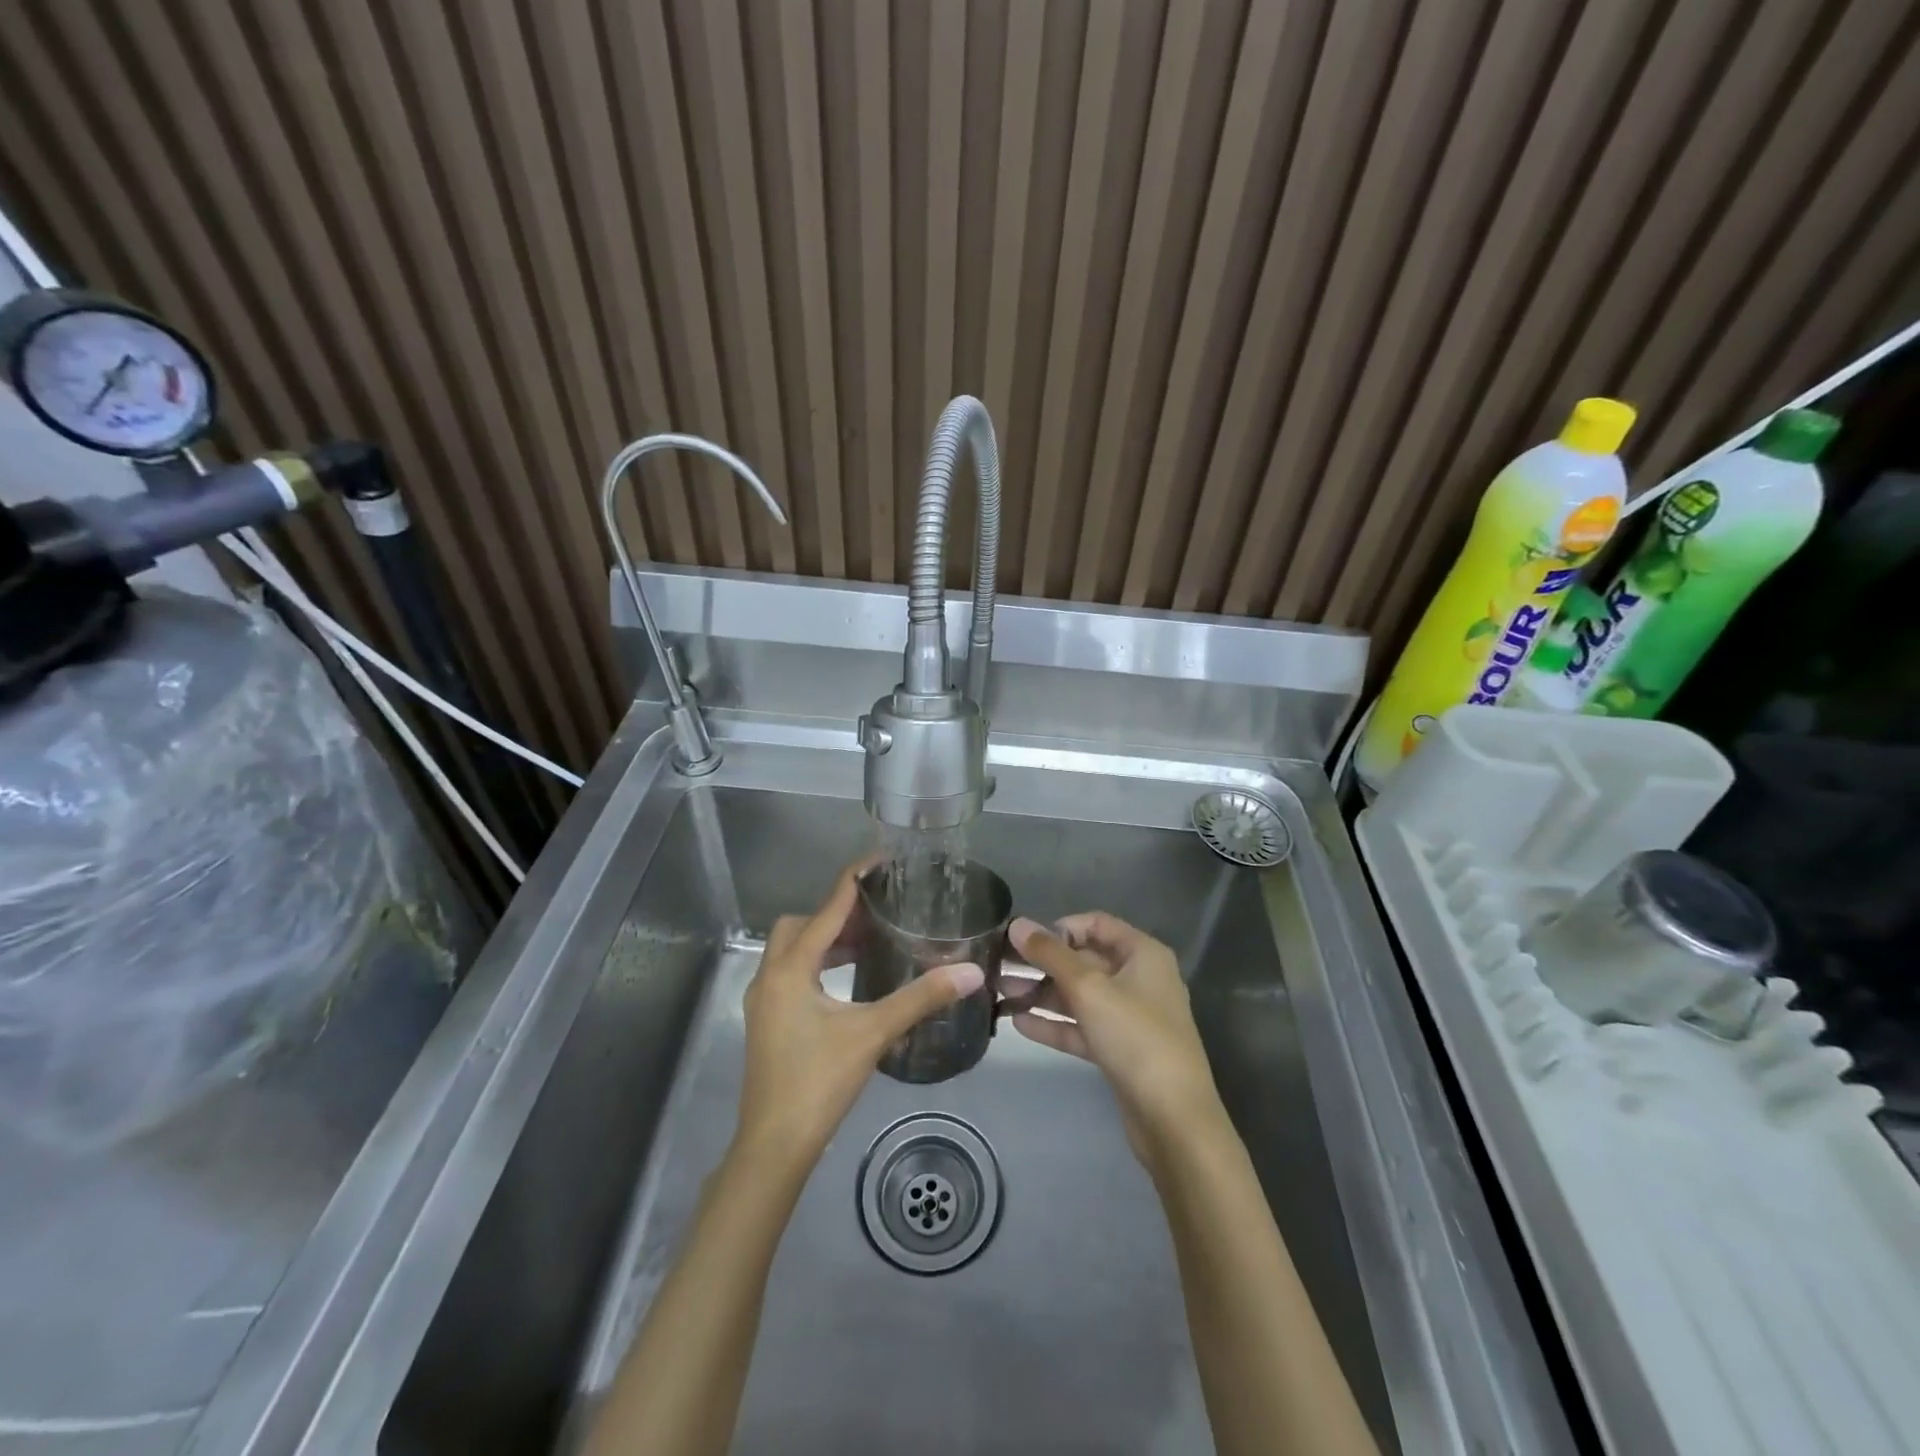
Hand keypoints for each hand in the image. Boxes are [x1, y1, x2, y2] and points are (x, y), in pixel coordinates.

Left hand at [735, 859, 983, 1175]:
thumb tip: (970, 972)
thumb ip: (920, 998)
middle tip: (879, 915)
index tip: (881, 860)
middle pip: (802, 924)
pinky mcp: (767, 1021)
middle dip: (837, 914)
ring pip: (794, 950)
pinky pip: (792, 973)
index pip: (827, 908)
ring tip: (871, 943)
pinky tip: (848, 982)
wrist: (774, 1145)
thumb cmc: (819, 1082)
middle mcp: (770, 975)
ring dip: (828, 941)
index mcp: (790, 968)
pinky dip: (819, 965)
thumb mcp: (872, 1033)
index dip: (854, 881)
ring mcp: (764, 1000)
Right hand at [1006, 913, 1226, 1171]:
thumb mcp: (1088, 988)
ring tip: (1000, 993)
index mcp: (1143, 954)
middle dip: (1043, 963)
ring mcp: (1129, 1017)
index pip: (1096, 925)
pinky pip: (1081, 1027)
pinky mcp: (1119, 1050)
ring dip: (1042, 993)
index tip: (1026, 941)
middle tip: (1000, 966)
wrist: (1172, 1118)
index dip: (1061, 928)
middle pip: (1084, 960)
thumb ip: (1050, 954)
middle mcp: (1139, 979)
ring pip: (1079, 995)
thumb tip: (1017, 924)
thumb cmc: (1135, 1037)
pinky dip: (1054, 1023)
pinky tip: (1018, 1023)